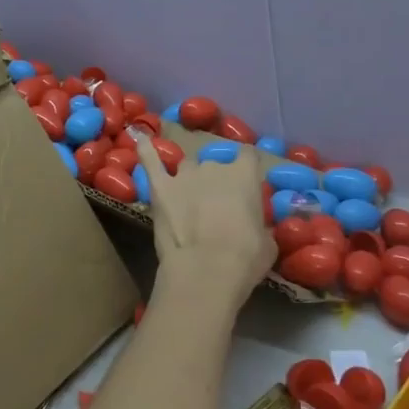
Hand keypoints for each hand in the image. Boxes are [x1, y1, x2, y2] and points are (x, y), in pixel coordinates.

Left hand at [129, 129, 272, 295]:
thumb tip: (257, 227)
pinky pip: (150, 161)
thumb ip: (262, 225)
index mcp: (244, 175)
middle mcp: (214, 167)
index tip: (247, 183)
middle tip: (218, 206)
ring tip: (189, 198)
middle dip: (217, 181)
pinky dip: (146, 150)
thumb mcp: (267, 242)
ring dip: (190, 179)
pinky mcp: (160, 187)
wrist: (205, 269)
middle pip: (215, 165)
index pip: (248, 156)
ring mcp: (184, 175)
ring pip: (188, 167)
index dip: (247, 169)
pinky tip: (140, 138)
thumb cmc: (245, 257)